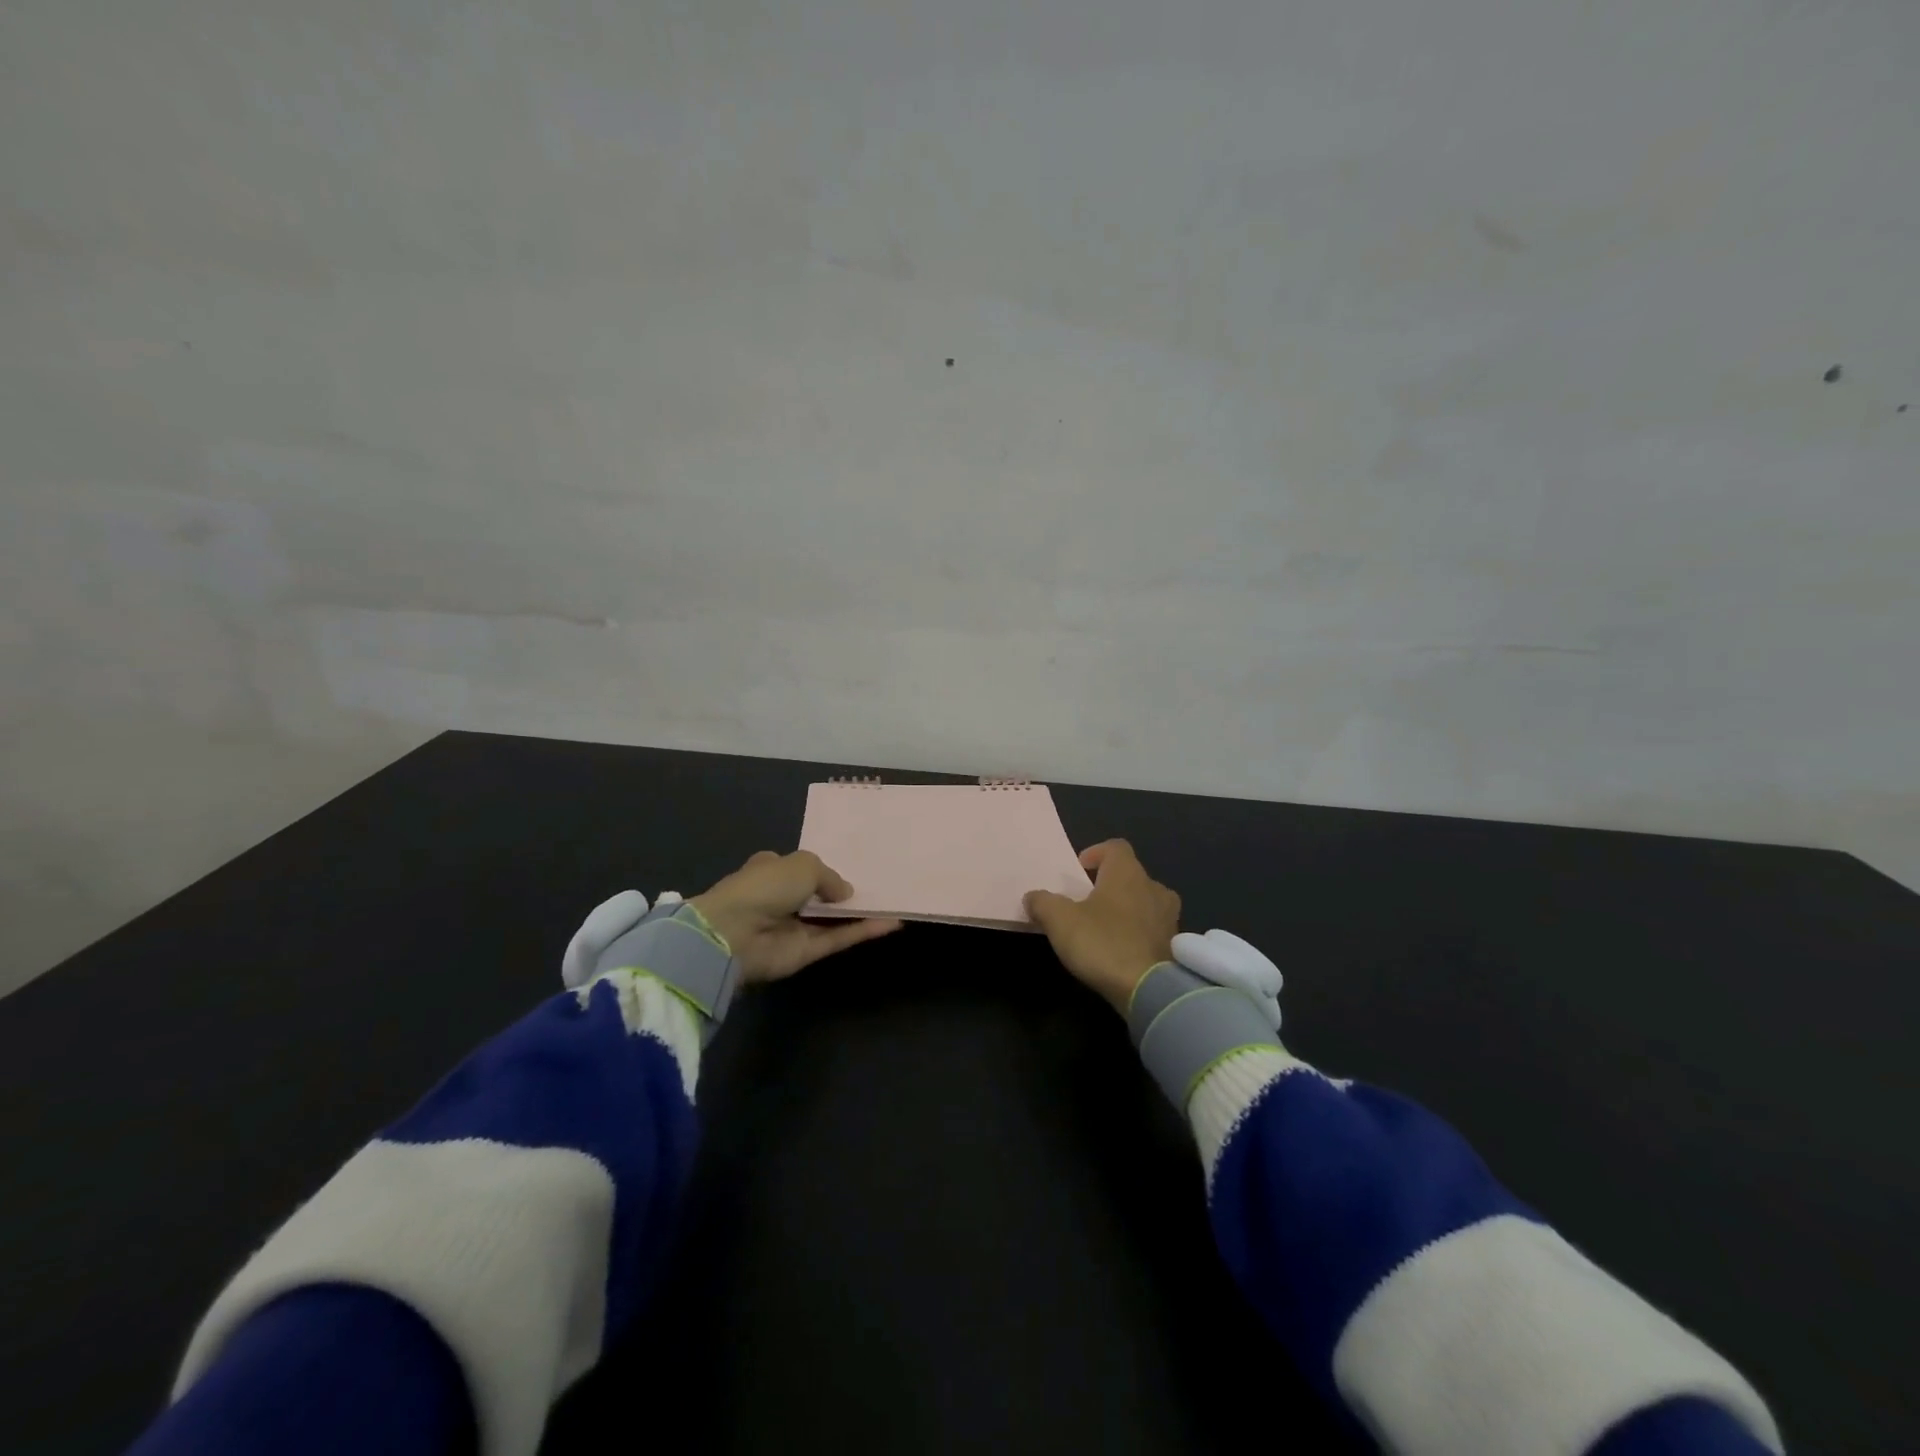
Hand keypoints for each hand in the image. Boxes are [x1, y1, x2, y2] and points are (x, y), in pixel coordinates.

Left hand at [691, 850, 902, 984]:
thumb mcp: (803, 865)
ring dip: (859, 912)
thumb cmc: (763, 887)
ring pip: (833, 919)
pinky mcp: (806, 952)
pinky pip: (839, 938)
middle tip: (881, 882)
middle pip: (819, 894)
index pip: (798, 866)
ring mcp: (794, 927)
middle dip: (844, 890)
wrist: (733, 936)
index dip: (821, 865)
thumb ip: (830, 876)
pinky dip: (862, 931)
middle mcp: (782, 898)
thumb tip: (847, 894)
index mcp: (771, 870)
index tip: (852, 862)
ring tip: (893, 901)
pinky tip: (891, 922)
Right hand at [1024, 840, 1180, 1013]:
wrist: (1149, 990)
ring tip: (1107, 927)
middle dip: (1110, 884)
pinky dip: (1140, 933)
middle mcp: (1153, 887)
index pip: (1115, 847)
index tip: (1080, 870)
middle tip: (1089, 902)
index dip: (1097, 853)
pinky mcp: (1176, 945)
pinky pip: (1154, 928)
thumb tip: (1033, 897)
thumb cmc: (1103, 943)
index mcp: (1127, 873)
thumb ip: (1043, 902)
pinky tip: (1123, 951)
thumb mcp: (1060, 921)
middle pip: (1131, 875)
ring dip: (1128, 908)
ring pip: (1146, 901)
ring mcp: (1169, 917)